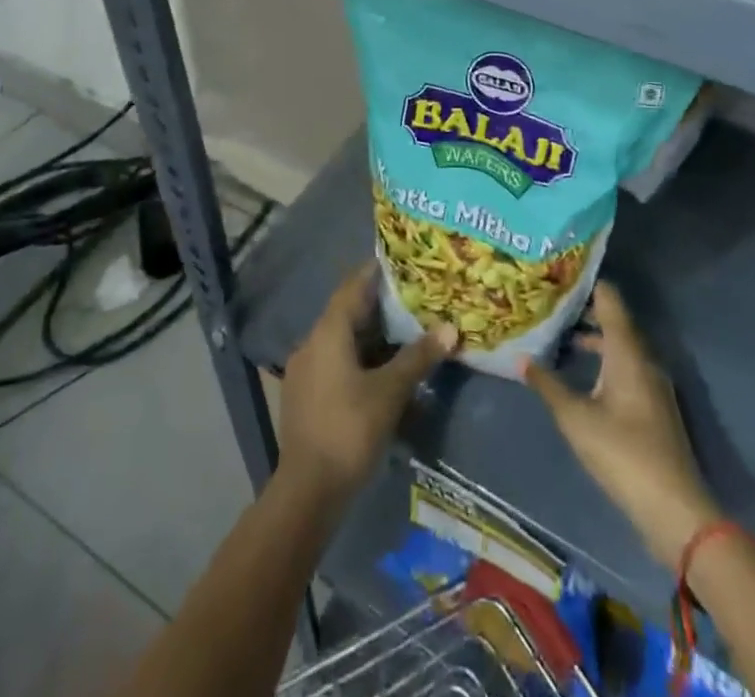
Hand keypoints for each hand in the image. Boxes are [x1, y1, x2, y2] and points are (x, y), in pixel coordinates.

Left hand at [278, 264, 457, 500]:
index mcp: (328, 332)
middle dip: (379, 306)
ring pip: (341, 340)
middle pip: (347, 313)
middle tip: (412, 299)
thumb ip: (418, 357)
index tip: (400, 262)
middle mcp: (311, 342)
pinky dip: (358, 358)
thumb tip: (450, 329)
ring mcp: (304, 370)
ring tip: (402, 333)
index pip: (353, 287)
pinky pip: (334, 362)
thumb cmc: (349, 430)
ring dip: (370, 336)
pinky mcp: (305, 395)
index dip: (375, 272)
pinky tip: (379, 372)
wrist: (307, 491)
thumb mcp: (390, 392)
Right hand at [522, 282, 718, 568]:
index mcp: (627, 352)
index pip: (609, 299)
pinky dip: (603, 360)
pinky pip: (626, 367)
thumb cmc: (622, 453)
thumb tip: (520, 357)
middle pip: (615, 321)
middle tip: (550, 302)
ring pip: (620, 347)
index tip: (558, 273)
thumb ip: (548, 385)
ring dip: (593, 338)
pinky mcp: (654, 407)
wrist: (675, 510)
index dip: (586, 282)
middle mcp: (643, 359)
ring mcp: (652, 384)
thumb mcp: (576, 418)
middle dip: (584, 310)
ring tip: (559, 335)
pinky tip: (582, 375)